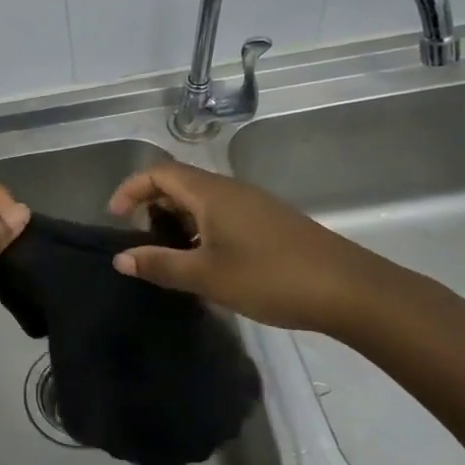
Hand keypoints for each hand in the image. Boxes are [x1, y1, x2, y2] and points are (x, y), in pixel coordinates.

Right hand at [107, 161, 382, 332]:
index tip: (115, 218)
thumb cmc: (270, 277)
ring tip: (170, 257)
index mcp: (211, 193)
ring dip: (177, 222)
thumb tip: (120, 258)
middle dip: (151, 207)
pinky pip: (221, 215)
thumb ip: (160, 265)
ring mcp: (253, 205)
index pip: (159, 173)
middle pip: (179, 184)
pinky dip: (201, 231)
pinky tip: (206, 264)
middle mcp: (230, 190)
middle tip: (141, 242)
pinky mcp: (269, 223)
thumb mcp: (206, 276)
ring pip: (201, 201)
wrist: (350, 290)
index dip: (130, 189)